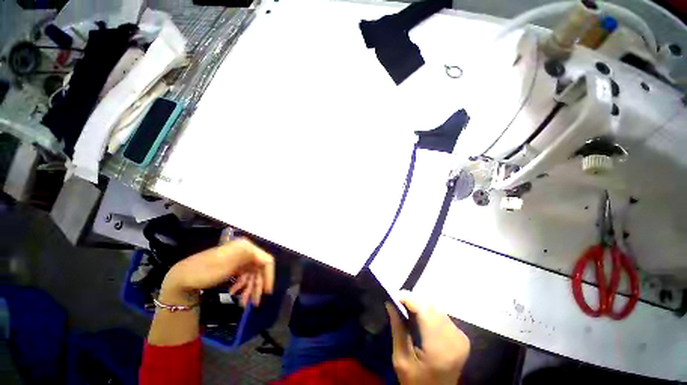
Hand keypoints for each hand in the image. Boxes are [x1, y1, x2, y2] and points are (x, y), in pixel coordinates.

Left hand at [161, 238, 274, 306]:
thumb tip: (268, 259)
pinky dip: (241, 286)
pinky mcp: (234, 266)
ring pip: (252, 275)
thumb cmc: (206, 270)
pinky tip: (235, 293)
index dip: (269, 275)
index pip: (266, 260)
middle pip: (259, 269)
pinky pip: (244, 277)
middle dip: (257, 286)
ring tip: (243, 303)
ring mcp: (240, 259)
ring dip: (249, 288)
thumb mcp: (230, 264)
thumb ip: (252, 259)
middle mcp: (246, 251)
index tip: (267, 292)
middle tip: (255, 303)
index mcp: (247, 247)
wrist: (182, 278)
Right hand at [386, 291, 469, 384]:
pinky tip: (419, 318)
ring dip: (420, 305)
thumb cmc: (416, 383)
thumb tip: (390, 303)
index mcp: (439, 348)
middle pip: (431, 307)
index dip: (407, 298)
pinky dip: (428, 312)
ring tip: (406, 309)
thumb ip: (398, 330)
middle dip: (412, 301)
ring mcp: (460, 337)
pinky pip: (442, 315)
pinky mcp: (462, 337)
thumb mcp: (401, 360)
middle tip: (397, 303)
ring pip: (436, 308)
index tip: (392, 296)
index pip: (424, 310)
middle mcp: (454, 339)